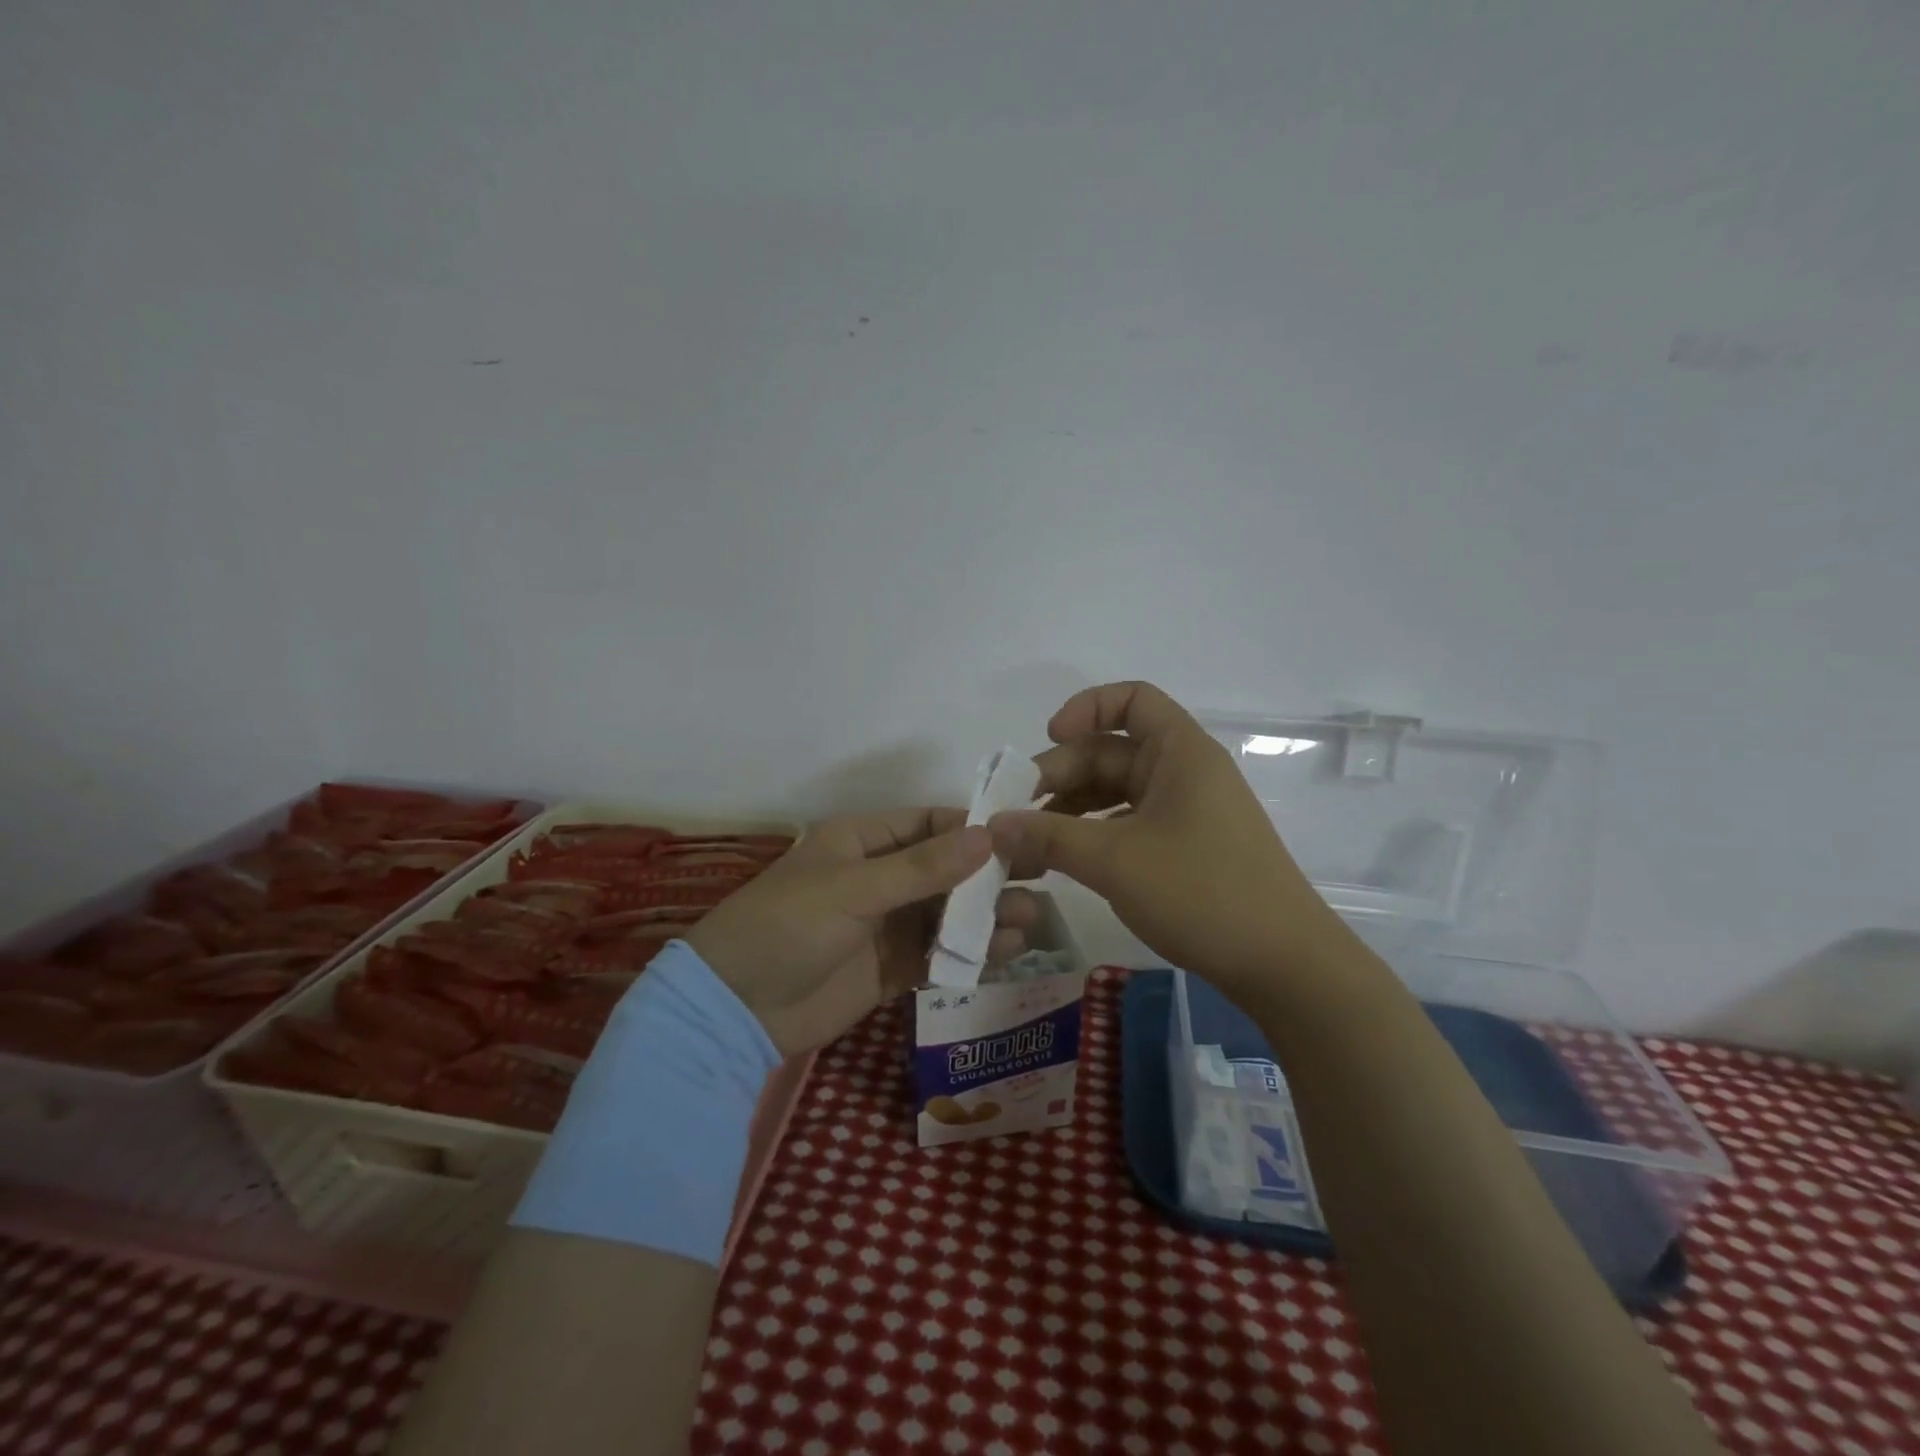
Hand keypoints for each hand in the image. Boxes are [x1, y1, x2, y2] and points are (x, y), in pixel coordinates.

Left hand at [687, 809, 1039, 1056]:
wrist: (736, 1010)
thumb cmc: (788, 927)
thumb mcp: (853, 889)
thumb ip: (922, 868)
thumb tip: (986, 836)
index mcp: (862, 841)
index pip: (928, 823)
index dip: (972, 828)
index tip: (1021, 835)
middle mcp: (879, 876)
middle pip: (945, 868)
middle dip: (988, 874)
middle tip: (1041, 876)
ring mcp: (886, 924)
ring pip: (947, 912)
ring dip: (986, 915)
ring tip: (1030, 919)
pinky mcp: (890, 967)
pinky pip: (938, 952)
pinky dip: (970, 952)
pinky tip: (1006, 950)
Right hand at [988, 681, 1347, 1001]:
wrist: (1284, 965)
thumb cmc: (1202, 893)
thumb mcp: (1114, 861)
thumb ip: (1049, 836)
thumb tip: (993, 825)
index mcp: (1181, 752)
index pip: (1132, 700)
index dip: (1086, 708)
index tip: (1049, 738)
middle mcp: (1185, 772)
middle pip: (1112, 751)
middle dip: (1061, 774)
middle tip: (1016, 813)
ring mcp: (1188, 811)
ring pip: (1117, 790)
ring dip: (1072, 808)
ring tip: (1031, 841)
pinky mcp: (1187, 846)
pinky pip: (1130, 822)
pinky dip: (1095, 833)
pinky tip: (1066, 859)